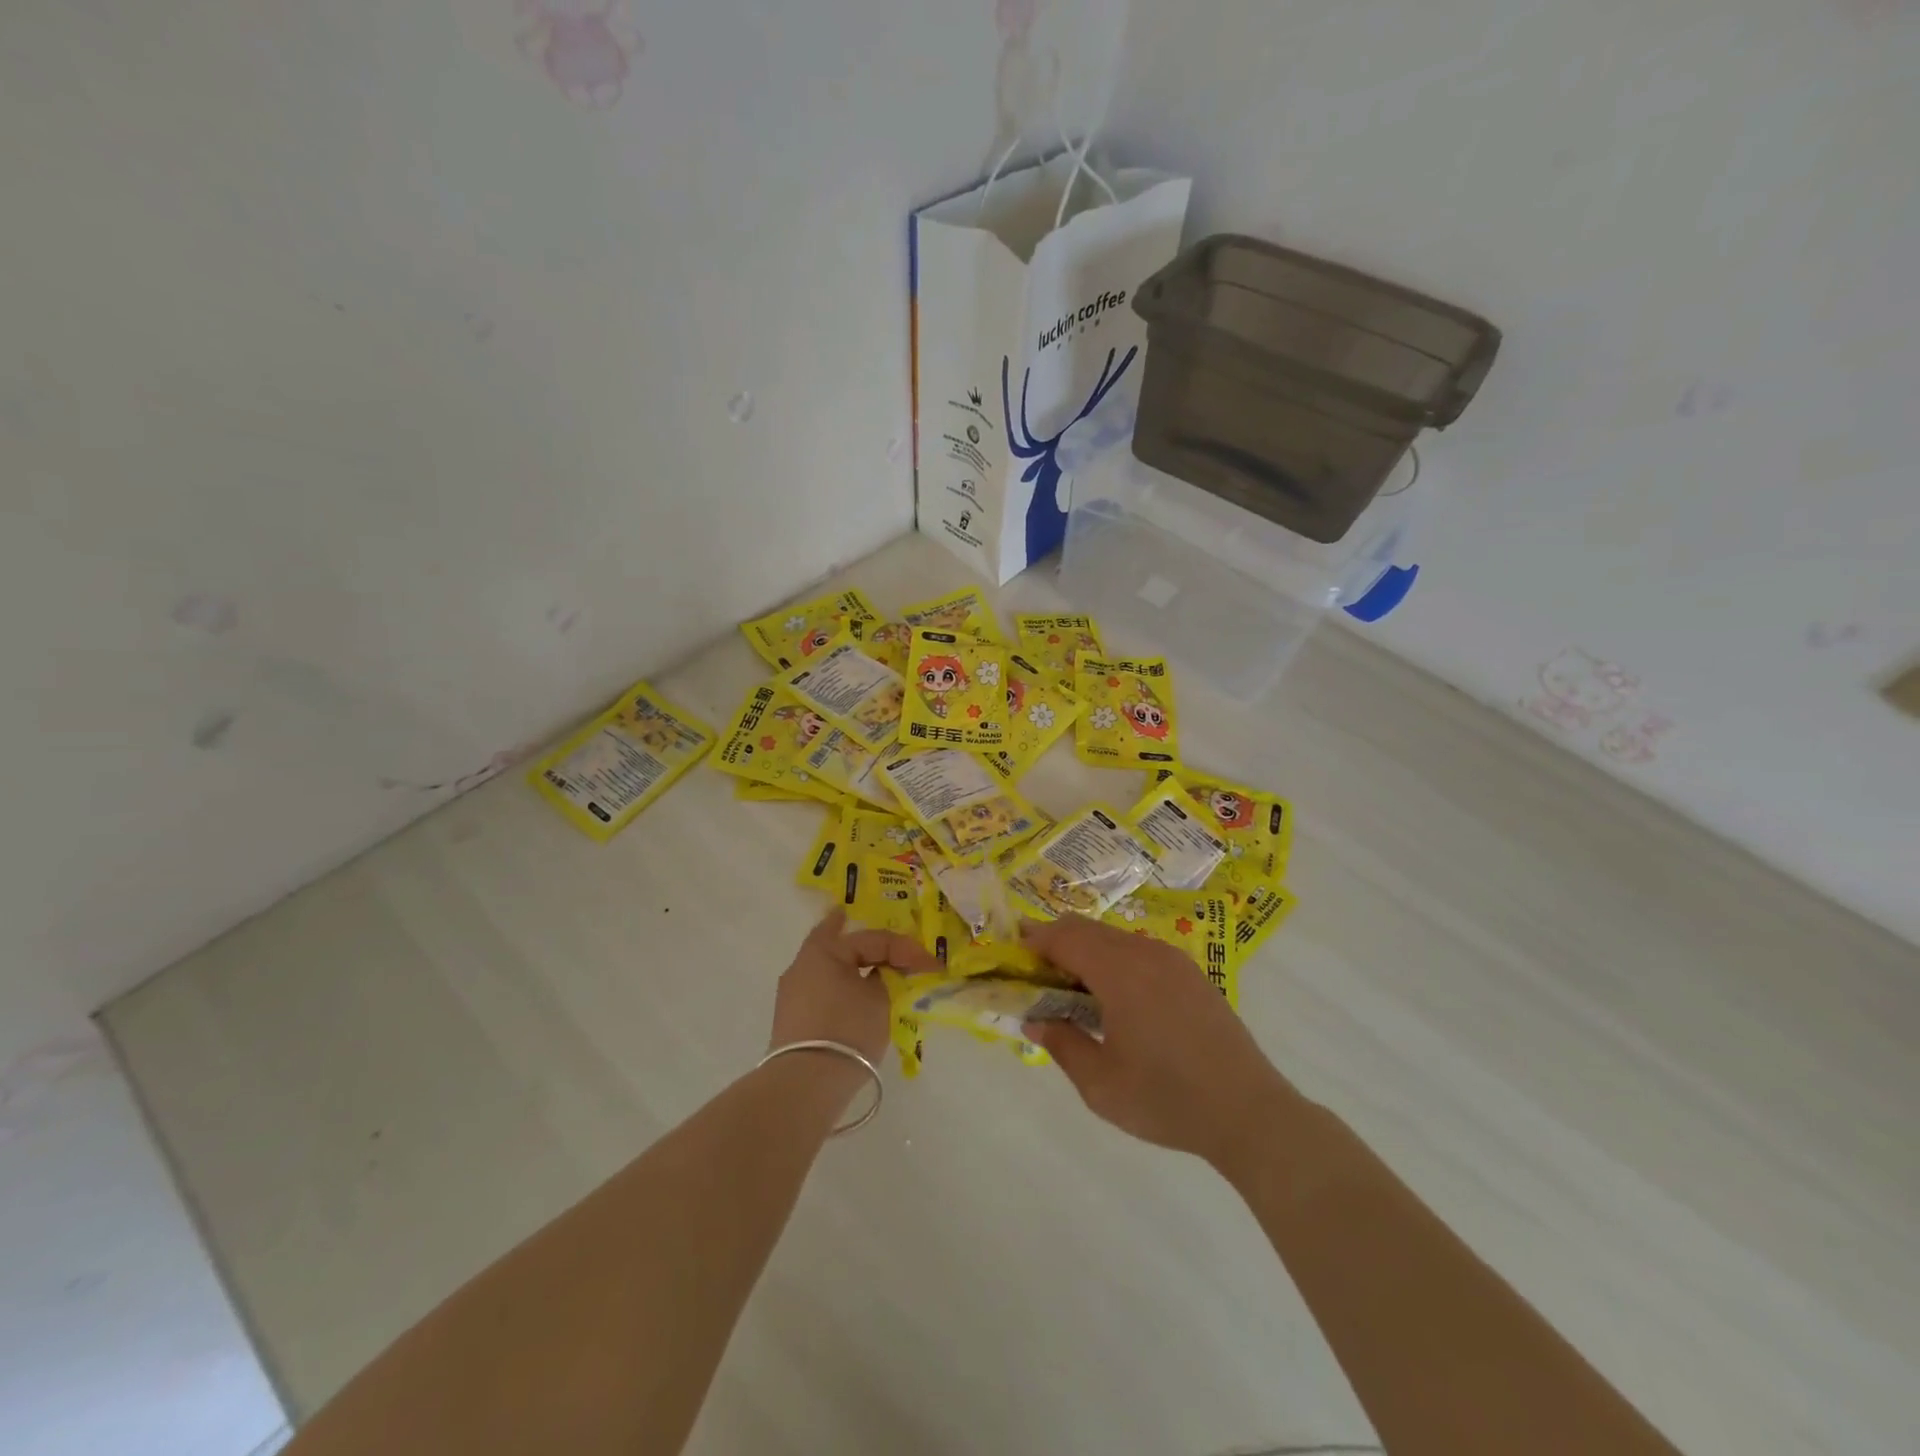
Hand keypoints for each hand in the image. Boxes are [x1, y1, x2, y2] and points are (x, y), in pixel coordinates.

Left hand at [769, 909, 939, 1065]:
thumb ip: (888, 977)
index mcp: (823, 951)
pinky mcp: (793, 1020)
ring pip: (826, 967)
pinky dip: (839, 984)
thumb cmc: (847, 1029)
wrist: (806, 1084)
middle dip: (853, 936)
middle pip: (834, 942)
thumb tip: (884, 973)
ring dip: (848, 963)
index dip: (905, 948)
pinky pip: (822, 989)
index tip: (931, 964)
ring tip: (865, 960)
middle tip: (862, 924)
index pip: (872, 939)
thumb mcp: (880, 999)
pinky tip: (851, 989)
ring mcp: (792, 994)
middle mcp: (802, 965)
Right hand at [1020, 915, 1293, 1169]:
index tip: (1013, 952)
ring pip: (1115, 939)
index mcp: (1120, 972)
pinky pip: (1140, 952)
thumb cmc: (1167, 1100)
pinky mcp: (1192, 974)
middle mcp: (1146, 954)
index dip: (1035, 940)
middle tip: (1036, 974)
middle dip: (1057, 943)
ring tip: (1073, 991)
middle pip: (1088, 929)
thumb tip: (1036, 1022)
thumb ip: (1062, 1045)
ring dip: (1086, 952)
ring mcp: (1173, 961)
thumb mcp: (1101, 1085)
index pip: (1065, 937)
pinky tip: (1115, 999)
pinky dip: (1114, 961)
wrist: (1250, 1113)